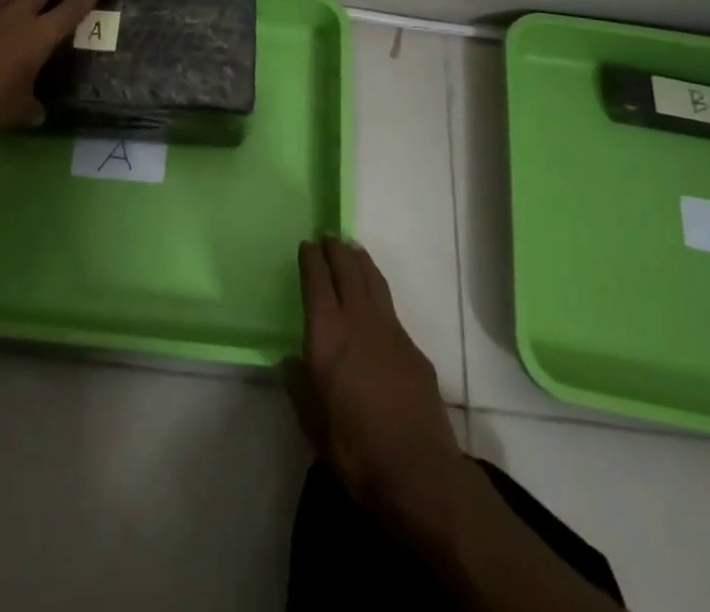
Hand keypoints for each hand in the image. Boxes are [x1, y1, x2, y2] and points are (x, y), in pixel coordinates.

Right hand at [290, 237, 472, 542]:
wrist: (419, 472)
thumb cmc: (355, 450)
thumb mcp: (313, 425)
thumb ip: (298, 387)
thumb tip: (290, 360)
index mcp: (327, 335)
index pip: (317, 282)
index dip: (311, 259)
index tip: (306, 245)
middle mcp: (358, 321)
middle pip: (347, 270)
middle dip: (336, 250)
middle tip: (328, 237)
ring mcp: (390, 331)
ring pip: (373, 280)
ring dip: (360, 261)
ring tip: (352, 249)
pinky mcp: (413, 348)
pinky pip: (390, 306)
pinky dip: (377, 290)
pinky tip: (375, 301)